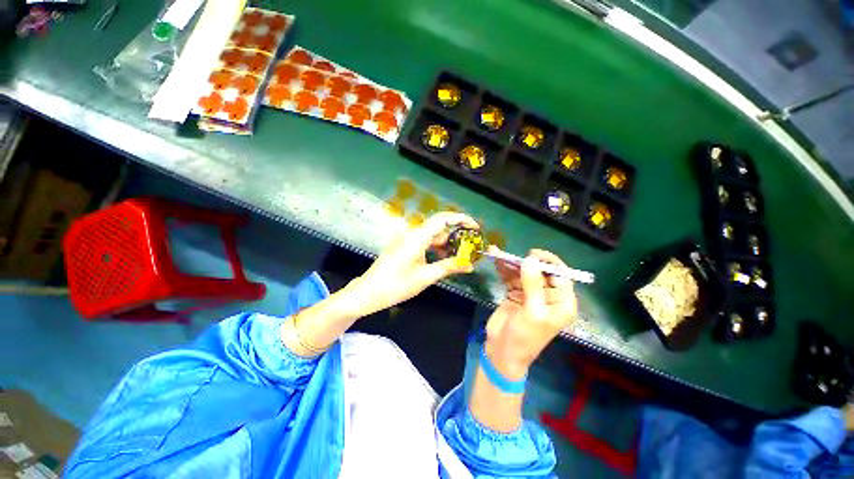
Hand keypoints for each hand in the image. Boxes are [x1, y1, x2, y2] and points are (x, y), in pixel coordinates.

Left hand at [347, 212, 479, 316]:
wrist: (368, 292)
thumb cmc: (396, 285)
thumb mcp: (425, 277)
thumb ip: (449, 267)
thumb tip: (470, 264)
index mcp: (417, 236)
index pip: (443, 219)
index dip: (461, 219)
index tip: (476, 227)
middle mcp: (413, 233)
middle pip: (439, 227)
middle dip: (457, 234)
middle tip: (473, 245)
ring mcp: (408, 240)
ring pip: (433, 236)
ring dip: (448, 243)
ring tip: (464, 254)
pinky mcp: (405, 247)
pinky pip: (425, 243)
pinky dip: (437, 249)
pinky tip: (446, 258)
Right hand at [484, 248, 577, 377]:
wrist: (502, 351)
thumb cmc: (525, 337)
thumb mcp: (533, 312)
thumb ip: (533, 285)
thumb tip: (530, 260)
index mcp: (561, 302)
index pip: (561, 276)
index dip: (549, 263)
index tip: (532, 254)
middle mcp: (548, 296)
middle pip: (540, 272)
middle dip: (525, 262)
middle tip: (511, 255)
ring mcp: (530, 294)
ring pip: (523, 273)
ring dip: (511, 263)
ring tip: (497, 253)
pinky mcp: (515, 294)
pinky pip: (511, 278)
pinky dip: (504, 269)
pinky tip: (495, 259)